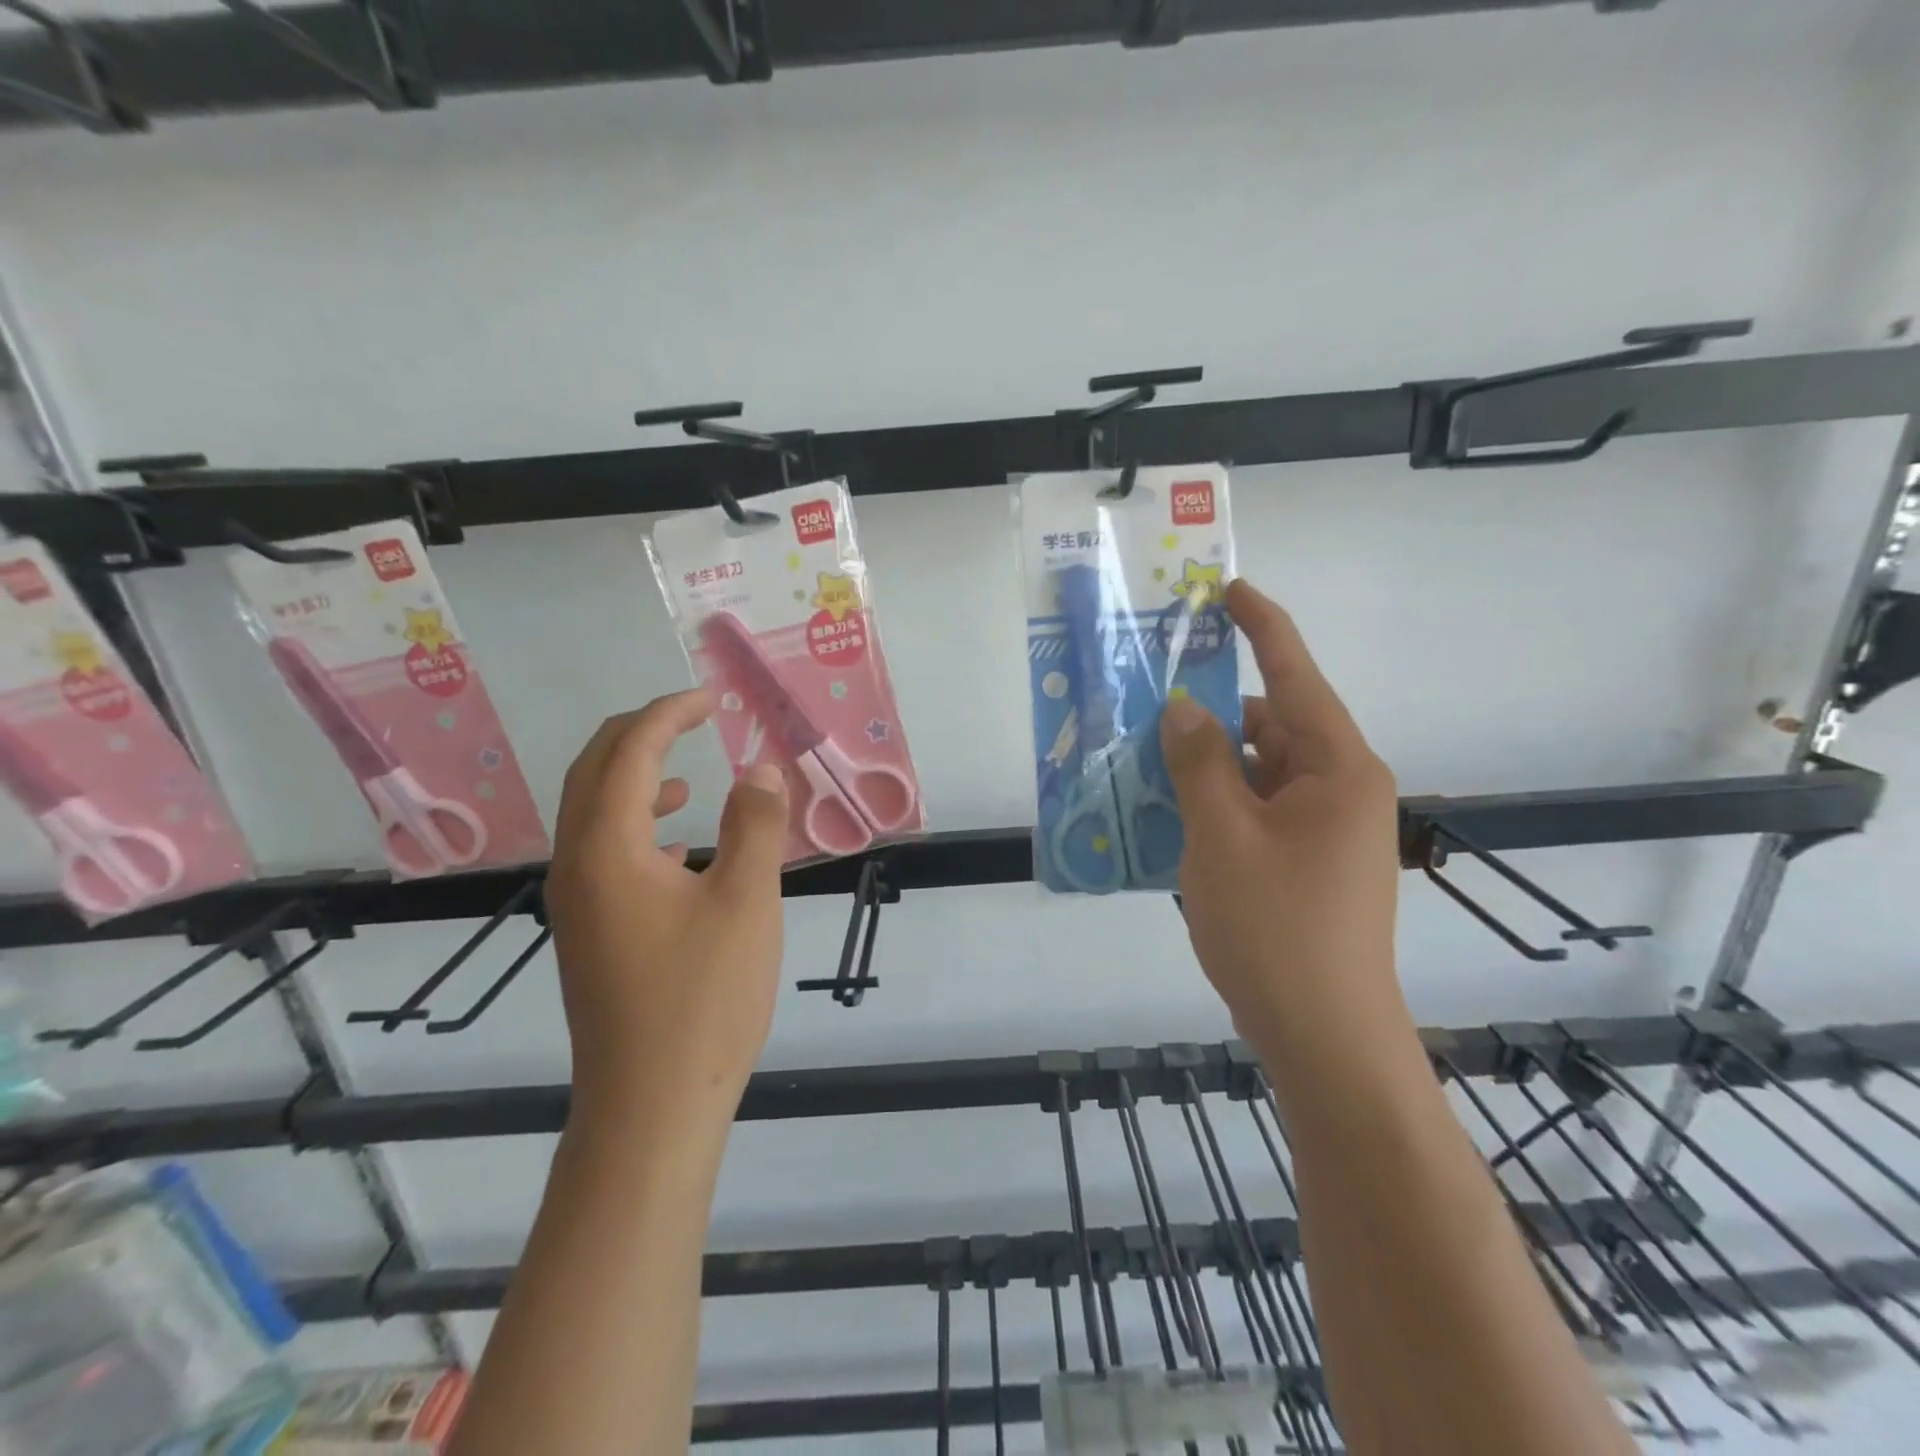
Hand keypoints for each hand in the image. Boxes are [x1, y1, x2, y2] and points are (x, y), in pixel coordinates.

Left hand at [545, 689, 788, 1130]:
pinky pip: (603, 852)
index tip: (710, 699)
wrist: (650, 1106)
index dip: (668, 715)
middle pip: (592, 773)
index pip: (628, 754)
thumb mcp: (747, 902)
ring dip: (634, 779)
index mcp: (607, 850)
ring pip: (592, 814)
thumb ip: (756, 825)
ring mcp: (576, 904)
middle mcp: (576, 867)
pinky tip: (679, 846)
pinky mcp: (588, 933)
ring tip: (686, 777)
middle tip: (692, 718)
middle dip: (641, 734)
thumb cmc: (703, 999)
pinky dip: (636, 826)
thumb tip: (759, 768)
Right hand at [1160, 580, 1402, 1050]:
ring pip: (1256, 772)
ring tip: (1142, 763)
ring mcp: (1325, 829)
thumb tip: (1184, 707)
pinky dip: (1216, 804)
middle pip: (1269, 726)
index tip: (1227, 589)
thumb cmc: (1276, 929)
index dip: (1261, 626)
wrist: (1324, 1037)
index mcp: (1337, 768)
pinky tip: (1166, 814)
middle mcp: (1339, 788)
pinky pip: (1255, 810)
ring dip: (1206, 766)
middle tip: (1147, 706)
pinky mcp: (1306, 861)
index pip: (1296, 675)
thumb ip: (1199, 762)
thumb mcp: (1222, 836)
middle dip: (1211, 716)